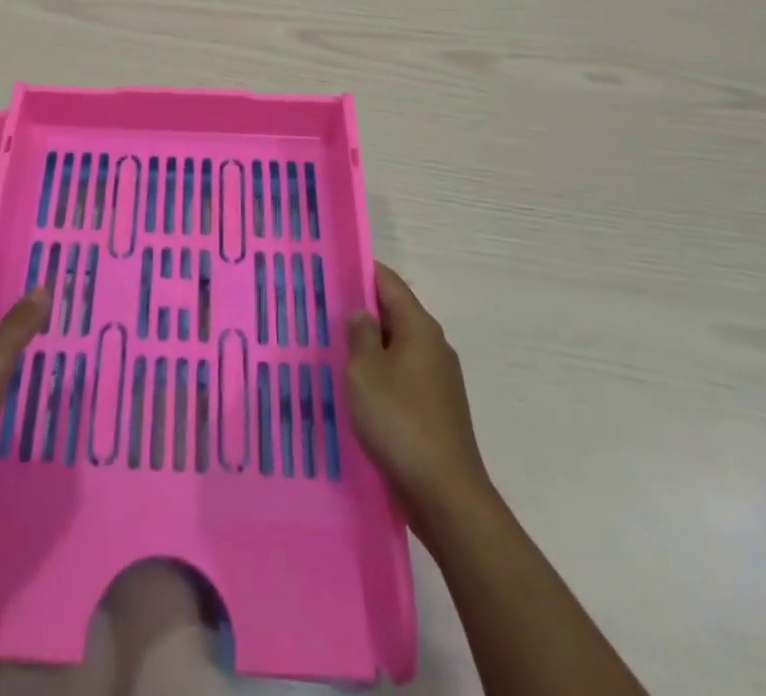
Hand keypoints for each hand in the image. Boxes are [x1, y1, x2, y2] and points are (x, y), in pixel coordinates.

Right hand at [345, 262, 491, 531]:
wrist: (445, 495)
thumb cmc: (399, 421)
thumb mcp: (364, 371)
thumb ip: (359, 334)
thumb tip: (361, 314)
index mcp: (419, 327)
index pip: (388, 282)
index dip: (360, 272)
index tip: (329, 270)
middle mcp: (433, 345)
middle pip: (393, 313)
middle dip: (360, 311)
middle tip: (320, 312)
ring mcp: (438, 379)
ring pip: (396, 348)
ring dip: (368, 347)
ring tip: (331, 351)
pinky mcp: (436, 409)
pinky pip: (402, 377)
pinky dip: (379, 376)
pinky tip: (355, 391)